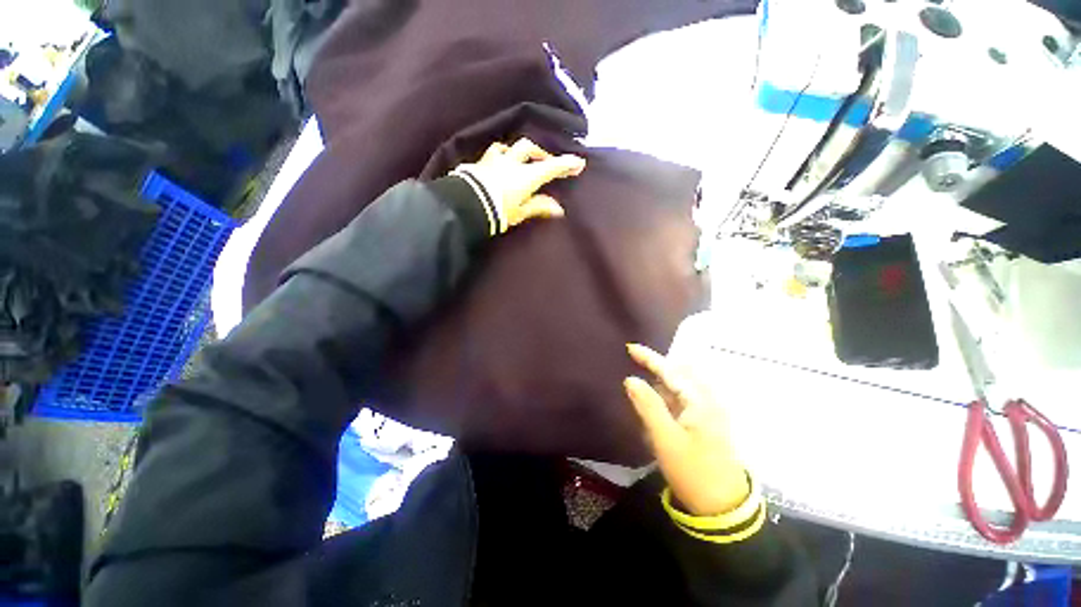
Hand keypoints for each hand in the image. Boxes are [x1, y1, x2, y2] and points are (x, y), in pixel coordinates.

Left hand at [452, 138, 585, 232]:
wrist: (465, 206)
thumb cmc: (497, 212)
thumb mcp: (520, 213)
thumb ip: (539, 207)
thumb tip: (559, 208)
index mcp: (525, 176)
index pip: (551, 167)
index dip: (566, 164)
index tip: (579, 162)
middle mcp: (511, 163)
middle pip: (529, 148)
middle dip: (541, 153)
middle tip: (547, 162)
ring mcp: (493, 161)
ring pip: (507, 147)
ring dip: (517, 152)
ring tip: (520, 161)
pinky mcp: (479, 164)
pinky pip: (492, 155)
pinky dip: (500, 158)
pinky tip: (498, 164)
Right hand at [624, 344, 750, 516]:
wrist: (721, 507)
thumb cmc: (692, 470)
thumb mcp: (665, 438)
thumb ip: (647, 405)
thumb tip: (631, 379)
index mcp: (700, 401)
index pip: (671, 371)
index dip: (650, 358)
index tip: (630, 347)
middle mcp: (707, 401)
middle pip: (678, 374)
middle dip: (657, 366)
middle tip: (635, 361)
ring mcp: (707, 412)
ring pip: (680, 387)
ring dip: (661, 380)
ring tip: (641, 378)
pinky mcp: (704, 423)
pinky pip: (682, 400)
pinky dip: (666, 395)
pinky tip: (655, 401)